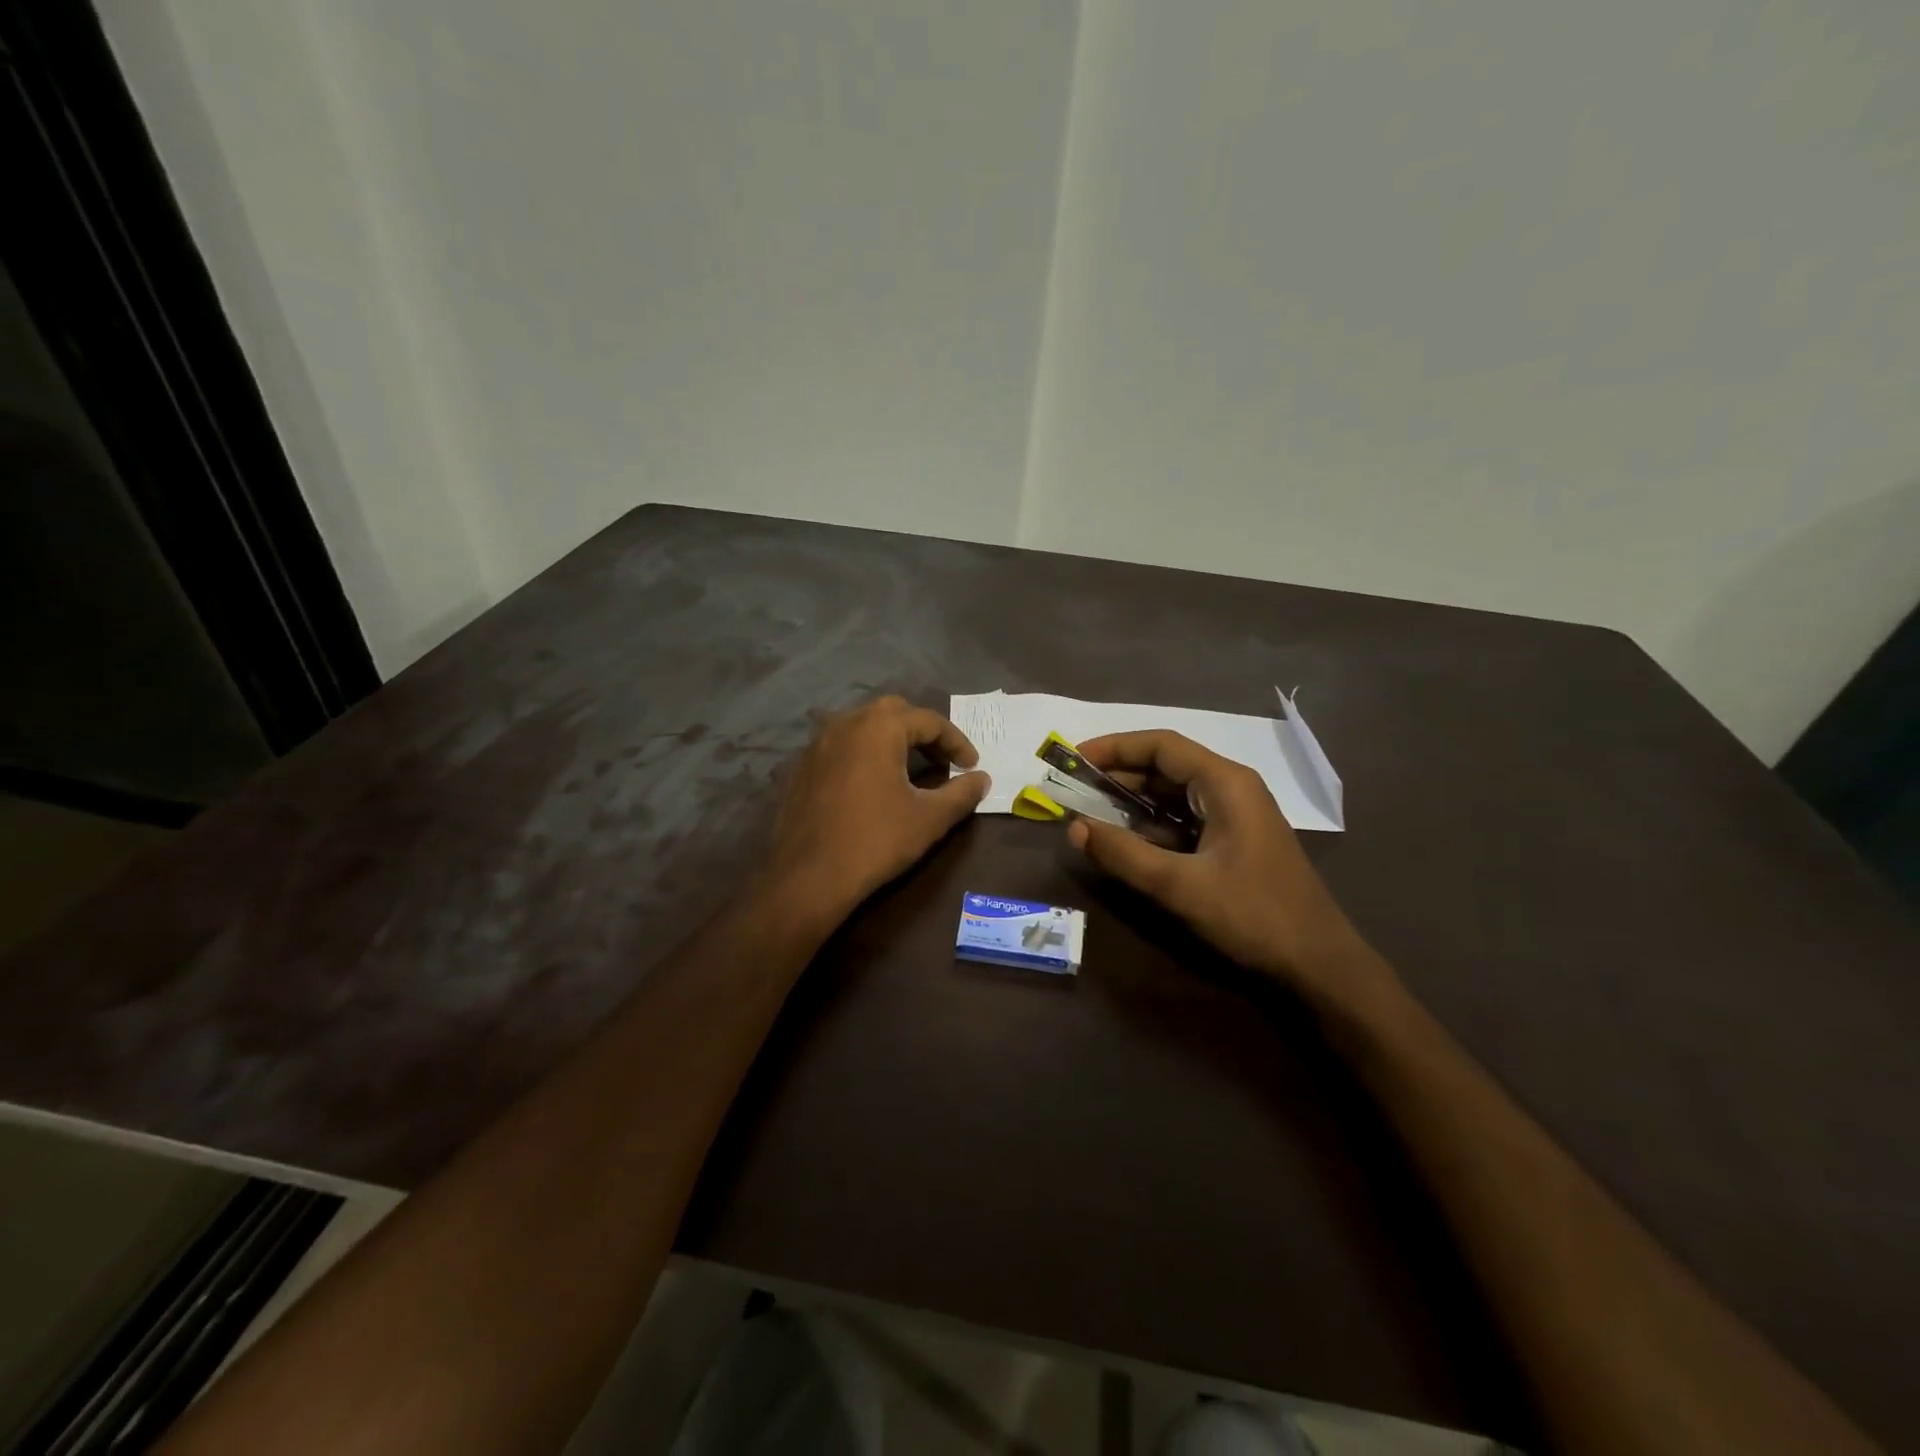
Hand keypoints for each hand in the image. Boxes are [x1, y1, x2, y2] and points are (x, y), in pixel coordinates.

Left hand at [767, 697, 990, 917]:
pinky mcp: (799, 767)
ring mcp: (816, 744)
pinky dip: (861, 756)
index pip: (929, 721)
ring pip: (861, 727)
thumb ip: (961, 793)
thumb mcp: (930, 818)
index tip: (972, 766)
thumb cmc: (876, 841)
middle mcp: (845, 723)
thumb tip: (982, 779)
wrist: (808, 876)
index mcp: (879, 727)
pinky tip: (868, 784)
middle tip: (942, 760)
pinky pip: (838, 748)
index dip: (956, 742)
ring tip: (907, 769)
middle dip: (922, 732)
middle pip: (893, 713)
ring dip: (889, 740)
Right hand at [1067, 730, 1374, 999]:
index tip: (1076, 759)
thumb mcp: (1180, 885)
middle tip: (1075, 786)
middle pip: (1167, 765)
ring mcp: (1235, 815)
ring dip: (1133, 799)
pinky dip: (1152, 823)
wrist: (1318, 963)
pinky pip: (1184, 819)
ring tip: (1090, 809)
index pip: (1162, 745)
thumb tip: (1073, 828)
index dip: (1115, 747)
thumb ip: (1124, 854)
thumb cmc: (1253, 915)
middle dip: (1119, 773)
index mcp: (1225, 783)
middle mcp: (1231, 788)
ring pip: (1174, 794)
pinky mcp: (1234, 841)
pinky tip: (1126, 838)